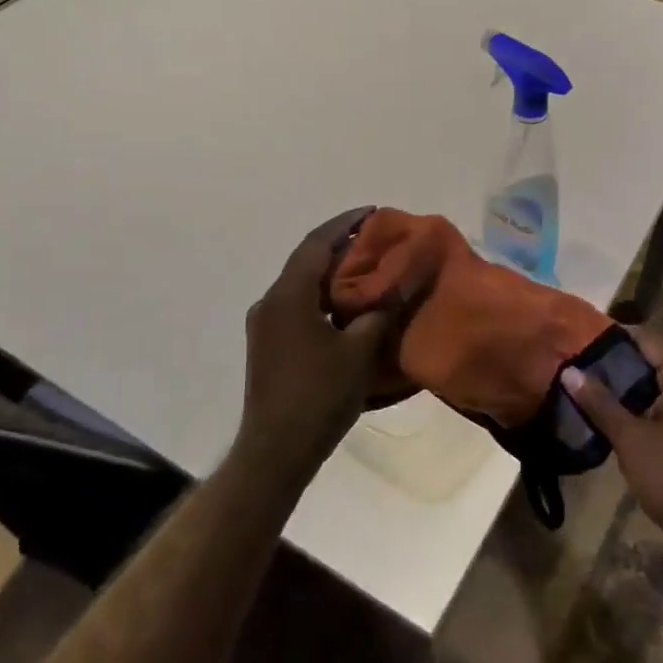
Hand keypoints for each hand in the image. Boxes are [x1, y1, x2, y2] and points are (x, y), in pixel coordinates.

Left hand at [235, 208, 403, 486]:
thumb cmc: (319, 395)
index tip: (372, 212)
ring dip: (330, 272)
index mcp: (289, 295)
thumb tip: (398, 284)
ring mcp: (264, 323)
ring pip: (300, 284)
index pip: (317, 243)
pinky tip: (344, 305)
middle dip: (339, 245)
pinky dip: (321, 295)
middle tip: (375, 240)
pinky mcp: (267, 344)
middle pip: (306, 260)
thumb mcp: (359, 351)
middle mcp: (270, 301)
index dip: (345, 224)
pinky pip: (296, 304)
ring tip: (365, 268)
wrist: (275, 449)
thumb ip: (379, 312)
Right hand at [562, 327, 662, 555]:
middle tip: (579, 364)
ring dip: (629, 385)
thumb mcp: (630, 439)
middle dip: (618, 361)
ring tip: (589, 387)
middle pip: (654, 358)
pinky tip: (615, 415)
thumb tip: (569, 371)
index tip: (581, 339)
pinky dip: (643, 403)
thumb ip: (600, 403)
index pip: (648, 338)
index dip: (615, 336)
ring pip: (660, 383)